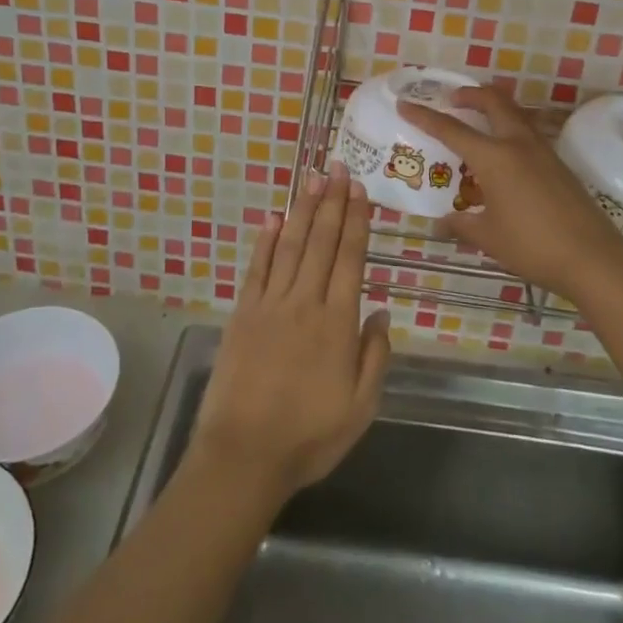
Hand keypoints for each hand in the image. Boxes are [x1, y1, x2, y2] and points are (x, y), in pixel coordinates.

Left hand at [189, 162, 391, 505]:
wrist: (243, 455)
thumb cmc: (309, 436)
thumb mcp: (361, 407)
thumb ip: (374, 356)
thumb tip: (379, 310)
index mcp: (337, 323)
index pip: (350, 258)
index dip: (356, 221)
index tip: (359, 190)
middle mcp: (304, 302)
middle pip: (321, 241)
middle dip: (332, 202)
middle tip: (339, 167)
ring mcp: (270, 304)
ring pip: (291, 246)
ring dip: (303, 210)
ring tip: (312, 178)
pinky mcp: (243, 313)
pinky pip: (257, 268)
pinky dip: (266, 241)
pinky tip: (274, 218)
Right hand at [399, 86, 622, 296]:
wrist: (593, 258)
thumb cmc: (533, 246)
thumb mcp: (489, 237)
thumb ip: (462, 225)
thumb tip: (443, 222)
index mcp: (494, 157)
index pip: (451, 129)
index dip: (425, 116)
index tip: (405, 104)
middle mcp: (518, 144)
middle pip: (493, 102)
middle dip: (470, 95)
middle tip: (452, 100)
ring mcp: (543, 151)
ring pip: (514, 114)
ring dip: (493, 109)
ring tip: (477, 121)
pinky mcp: (558, 164)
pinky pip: (527, 133)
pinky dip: (509, 129)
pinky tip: (504, 156)